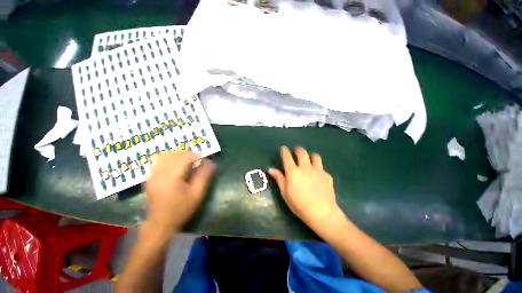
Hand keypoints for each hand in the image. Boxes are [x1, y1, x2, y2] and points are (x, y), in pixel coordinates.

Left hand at [144, 151, 213, 232]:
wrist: (160, 224)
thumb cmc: (181, 209)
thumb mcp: (197, 194)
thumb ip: (204, 176)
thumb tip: (210, 162)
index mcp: (172, 176)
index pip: (184, 157)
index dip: (195, 155)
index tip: (203, 159)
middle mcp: (160, 173)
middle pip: (174, 154)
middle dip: (187, 154)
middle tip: (196, 161)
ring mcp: (152, 175)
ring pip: (165, 156)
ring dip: (178, 156)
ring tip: (186, 162)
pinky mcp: (149, 178)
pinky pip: (158, 162)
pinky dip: (168, 160)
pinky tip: (175, 166)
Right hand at [268, 146, 342, 234]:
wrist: (322, 213)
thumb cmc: (299, 205)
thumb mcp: (285, 193)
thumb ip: (279, 178)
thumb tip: (271, 169)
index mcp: (293, 171)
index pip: (287, 156)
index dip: (284, 150)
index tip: (283, 148)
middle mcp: (305, 167)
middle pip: (301, 151)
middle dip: (297, 149)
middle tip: (296, 153)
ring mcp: (317, 170)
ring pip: (315, 156)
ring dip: (310, 155)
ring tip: (308, 160)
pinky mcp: (326, 175)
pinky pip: (321, 167)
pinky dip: (318, 168)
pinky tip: (317, 176)